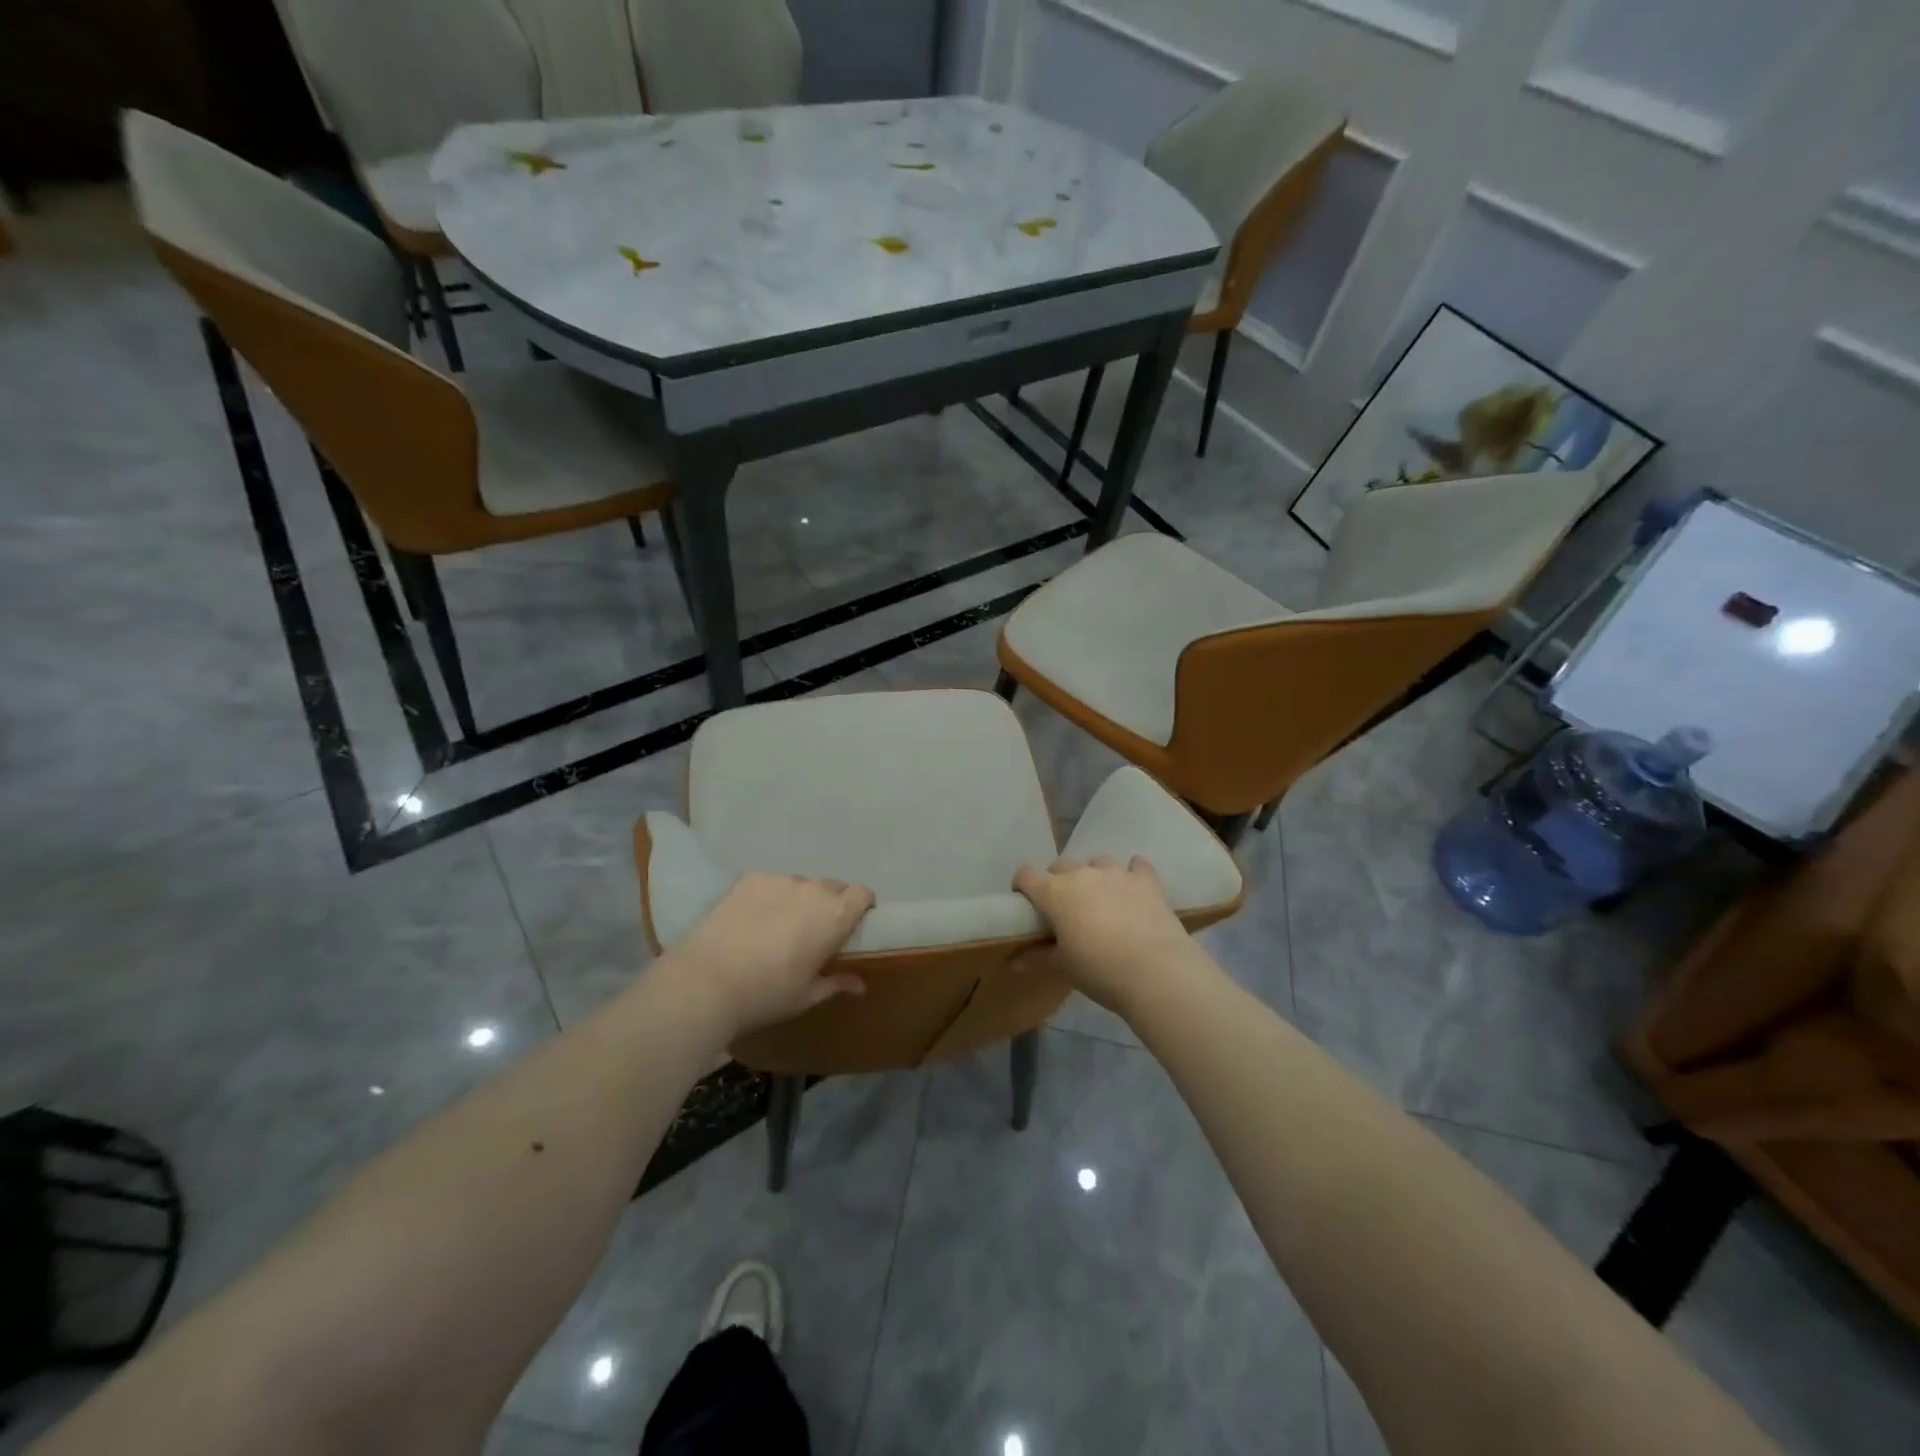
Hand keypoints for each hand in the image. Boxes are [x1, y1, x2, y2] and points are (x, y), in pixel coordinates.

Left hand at [659, 874, 874, 1038]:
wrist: (705, 982)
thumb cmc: (766, 994)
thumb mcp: (806, 996)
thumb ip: (836, 983)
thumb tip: (860, 985)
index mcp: (835, 916)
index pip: (863, 894)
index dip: (860, 907)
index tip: (849, 926)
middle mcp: (813, 890)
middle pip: (832, 888)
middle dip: (828, 905)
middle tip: (810, 932)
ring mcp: (779, 880)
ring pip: (800, 885)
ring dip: (797, 900)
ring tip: (774, 927)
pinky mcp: (750, 879)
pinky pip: (770, 883)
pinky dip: (768, 897)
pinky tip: (749, 921)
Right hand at [1012, 856, 1198, 1013]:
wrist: (1156, 971)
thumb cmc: (1100, 971)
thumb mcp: (1064, 966)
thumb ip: (1039, 957)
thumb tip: (1014, 962)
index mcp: (1055, 893)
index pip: (1026, 874)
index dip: (1022, 886)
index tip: (1027, 904)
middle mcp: (1083, 874)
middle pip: (1060, 865)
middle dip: (1058, 882)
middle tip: (1065, 909)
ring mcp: (1117, 873)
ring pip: (1097, 862)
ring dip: (1094, 876)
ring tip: (1102, 900)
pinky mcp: (1147, 880)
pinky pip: (1137, 865)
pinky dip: (1133, 873)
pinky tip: (1134, 888)